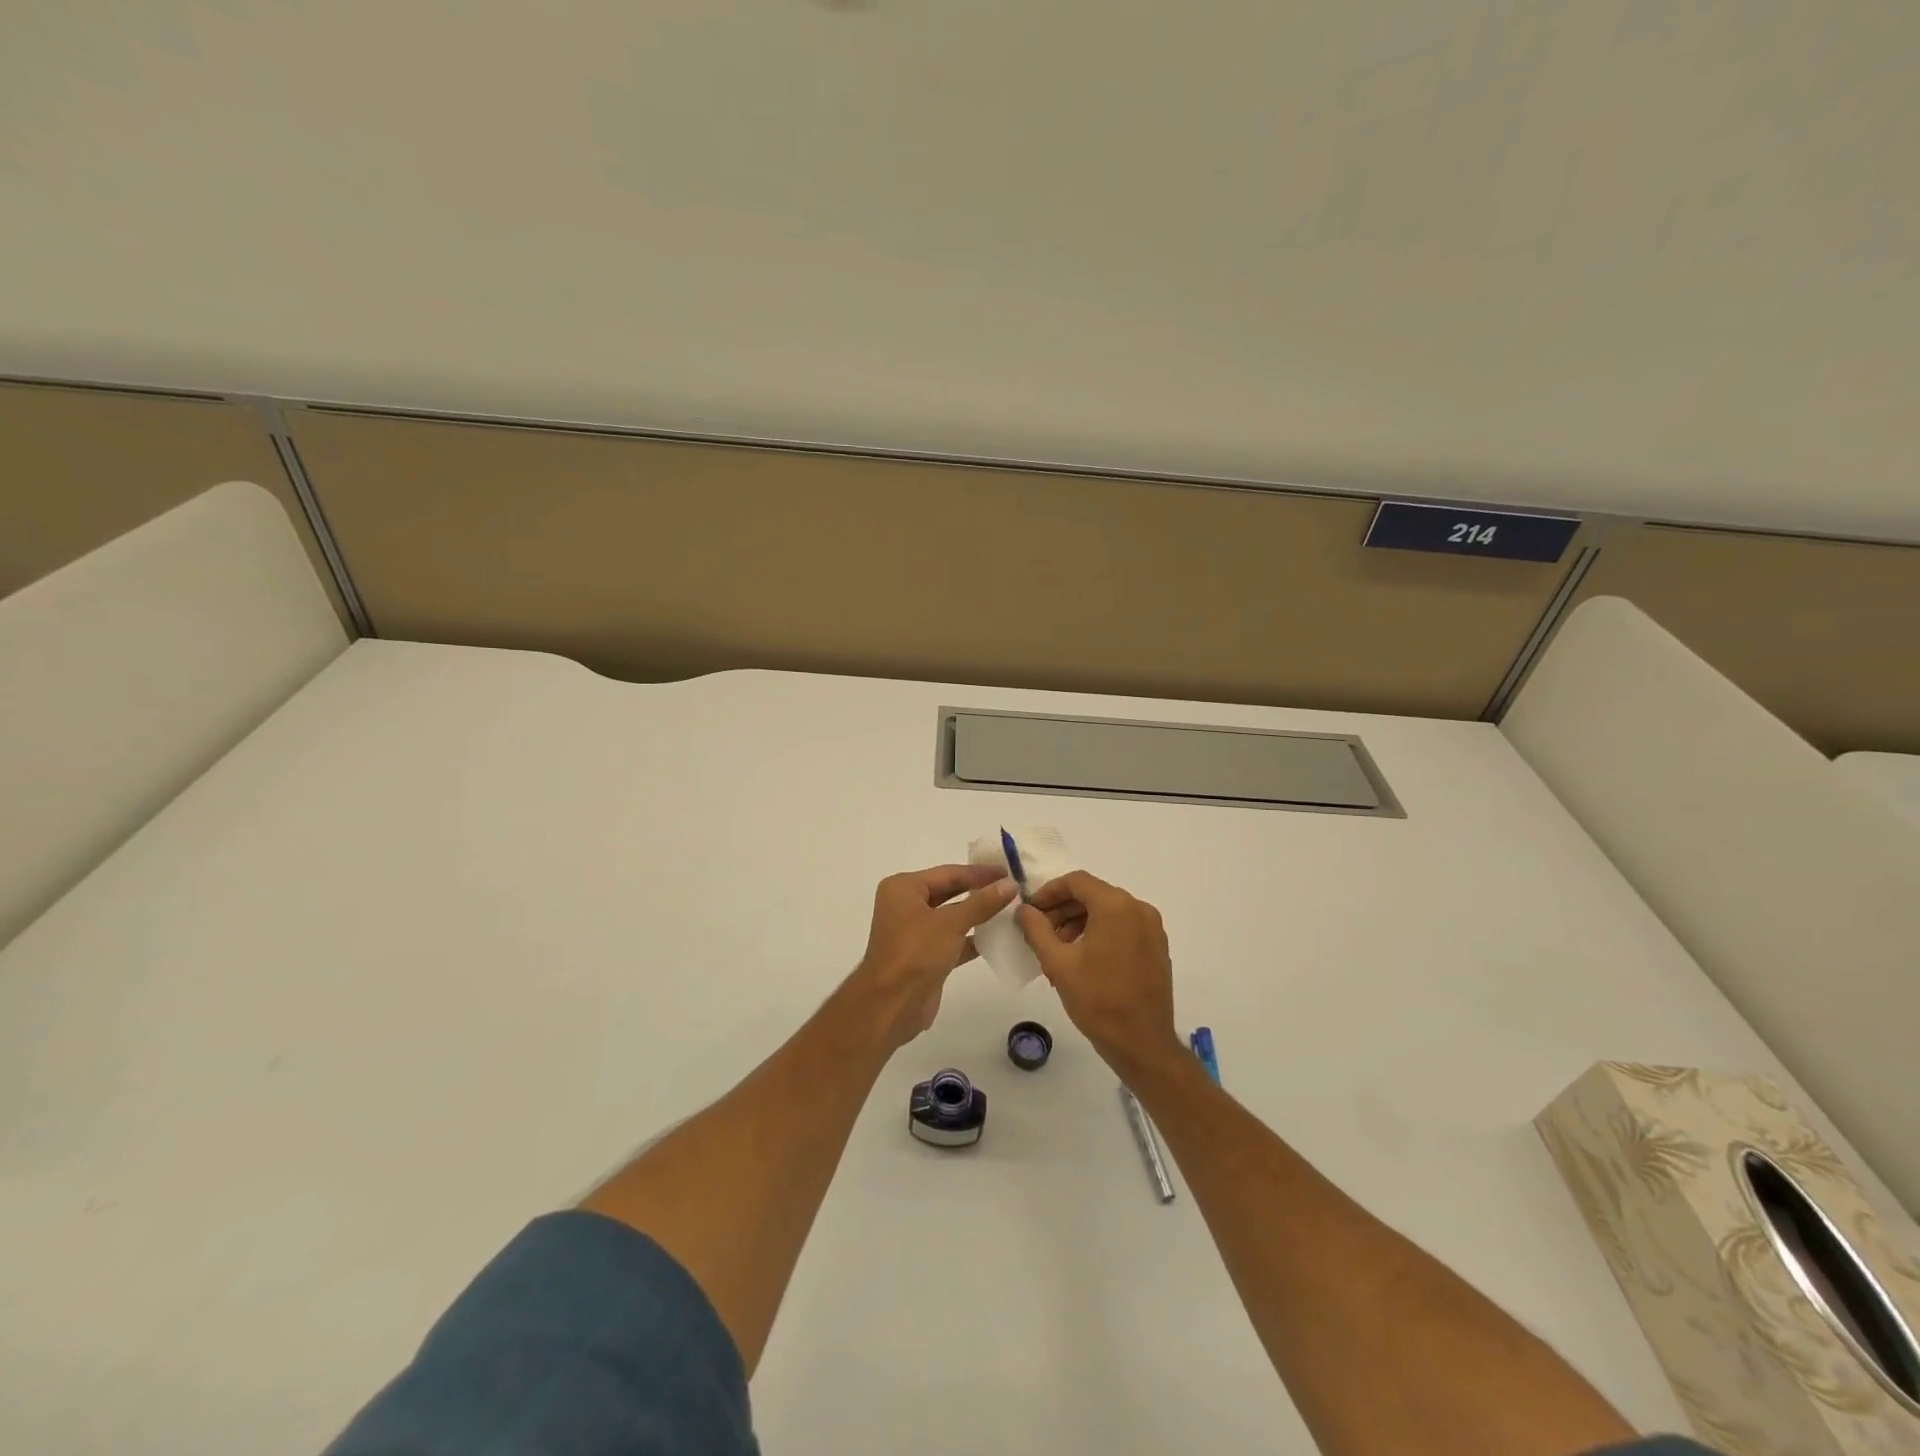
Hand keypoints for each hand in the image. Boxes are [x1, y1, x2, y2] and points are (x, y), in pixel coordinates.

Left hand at [850, 864, 1016, 1050]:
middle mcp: (906, 905)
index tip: (1009, 871)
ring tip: (1012, 911)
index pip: (948, 873)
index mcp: (904, 888)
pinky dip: (973, 939)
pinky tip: (999, 938)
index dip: (979, 873)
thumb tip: (1010, 884)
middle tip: (1013, 888)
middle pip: (950, 892)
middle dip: (980, 891)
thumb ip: (982, 902)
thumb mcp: (951, 923)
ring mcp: (915, 932)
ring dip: (979, 915)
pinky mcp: (925, 956)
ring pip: (952, 917)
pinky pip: (953, 940)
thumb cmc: (915, 953)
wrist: (891, 1006)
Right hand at [1016, 871, 1182, 1076]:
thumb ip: (1037, 929)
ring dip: (1078, 923)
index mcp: (1116, 906)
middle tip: (1040, 933)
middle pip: (1092, 895)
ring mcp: (1152, 928)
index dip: (1048, 892)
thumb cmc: (1098, 1000)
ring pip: (1107, 912)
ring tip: (1057, 951)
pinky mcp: (1156, 947)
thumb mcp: (1058, 963)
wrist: (1143, 1044)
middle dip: (1062, 910)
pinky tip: (1081, 960)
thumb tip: (1024, 909)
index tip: (1030, 911)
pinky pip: (1122, 928)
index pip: (1076, 882)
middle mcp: (1138, 909)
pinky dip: (1099, 934)